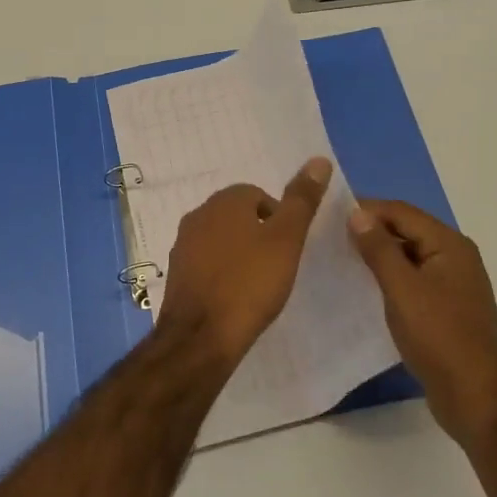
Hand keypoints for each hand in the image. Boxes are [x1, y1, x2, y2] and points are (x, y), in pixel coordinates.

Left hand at [158, 158, 331, 363]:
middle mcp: (198, 215)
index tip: (289, 247)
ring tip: (258, 283)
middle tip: (278, 265)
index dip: (279, 219)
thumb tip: (319, 160)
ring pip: (221, 239)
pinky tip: (234, 297)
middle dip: (259, 234)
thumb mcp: (286, 239)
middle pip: (237, 215)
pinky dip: (222, 273)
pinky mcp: (176, 274)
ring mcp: (182, 245)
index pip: (258, 195)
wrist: (200, 337)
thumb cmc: (250, 283)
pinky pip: (207, 263)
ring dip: (239, 253)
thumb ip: (302, 200)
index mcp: (224, 201)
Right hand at [349, 201, 496, 443]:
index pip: (402, 212)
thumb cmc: (439, 337)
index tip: (329, 215)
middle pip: (407, 230)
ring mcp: (452, 284)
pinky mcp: (445, 308)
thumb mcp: (403, 289)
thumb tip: (357, 213)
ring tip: (341, 260)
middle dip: (371, 231)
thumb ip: (379, 249)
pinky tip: (365, 288)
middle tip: (330, 237)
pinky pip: (412, 280)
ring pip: (408, 256)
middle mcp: (455, 257)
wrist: (476, 398)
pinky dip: (389, 278)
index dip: (367, 209)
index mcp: (449, 245)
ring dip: (378, 255)